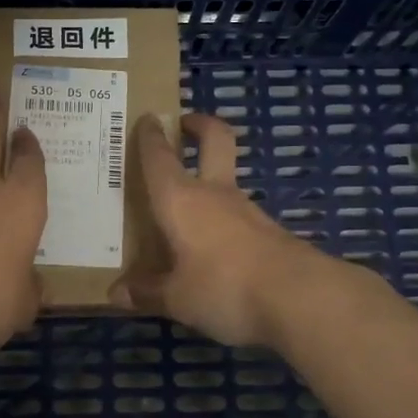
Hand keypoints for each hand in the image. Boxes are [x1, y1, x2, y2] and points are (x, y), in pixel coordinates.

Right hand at [109, 112, 341, 346]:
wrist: (300, 297)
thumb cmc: (224, 287)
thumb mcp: (178, 299)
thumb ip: (147, 292)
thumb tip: (116, 292)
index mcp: (181, 200)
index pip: (159, 157)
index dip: (150, 136)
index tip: (146, 119)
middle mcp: (214, 194)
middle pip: (214, 140)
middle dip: (200, 126)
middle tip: (185, 123)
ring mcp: (247, 210)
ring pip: (226, 181)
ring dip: (210, 180)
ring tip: (186, 208)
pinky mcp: (270, 232)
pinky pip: (237, 217)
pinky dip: (223, 220)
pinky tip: (212, 248)